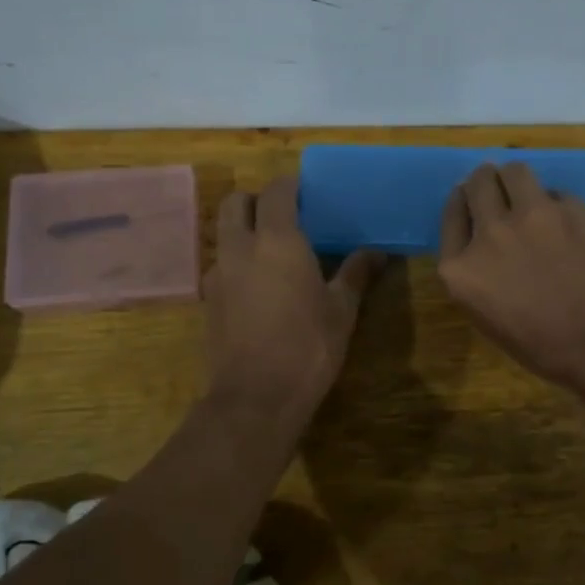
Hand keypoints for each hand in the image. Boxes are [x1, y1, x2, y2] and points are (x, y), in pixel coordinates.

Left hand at [205, 177, 383, 418]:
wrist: (256, 397)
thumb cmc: (308, 347)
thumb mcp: (341, 311)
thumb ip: (355, 274)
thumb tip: (377, 252)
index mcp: (276, 241)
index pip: (275, 191)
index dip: (290, 186)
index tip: (307, 193)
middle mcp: (240, 248)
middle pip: (234, 203)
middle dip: (255, 201)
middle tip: (282, 216)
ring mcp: (217, 274)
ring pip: (222, 234)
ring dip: (242, 231)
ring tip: (271, 253)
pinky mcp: (207, 300)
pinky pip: (220, 265)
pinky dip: (236, 263)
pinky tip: (257, 287)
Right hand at [438, 162, 584, 386]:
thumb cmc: (541, 344)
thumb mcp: (486, 316)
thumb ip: (475, 272)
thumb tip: (484, 245)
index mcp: (460, 267)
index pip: (452, 214)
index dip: (461, 202)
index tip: (469, 201)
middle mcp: (490, 232)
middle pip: (477, 184)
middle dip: (484, 182)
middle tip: (494, 187)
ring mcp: (531, 215)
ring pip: (514, 171)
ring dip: (514, 179)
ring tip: (524, 190)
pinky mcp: (570, 208)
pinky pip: (555, 193)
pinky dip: (555, 204)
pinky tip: (565, 222)